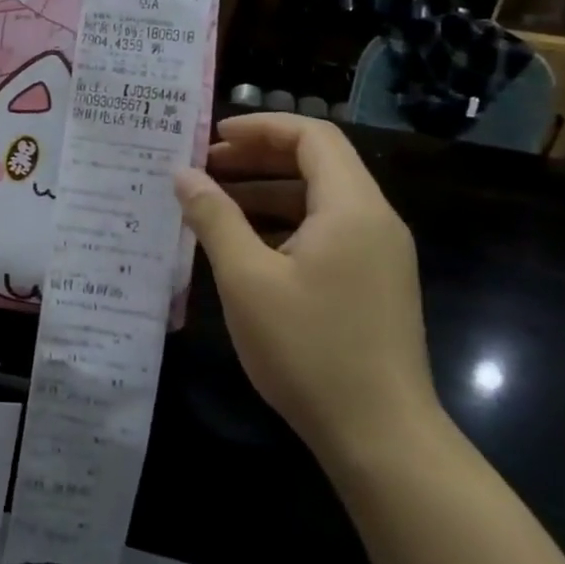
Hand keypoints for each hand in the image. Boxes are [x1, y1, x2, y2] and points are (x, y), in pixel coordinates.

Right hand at [174, 113, 438, 468]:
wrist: (381, 436)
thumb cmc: (309, 348)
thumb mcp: (246, 279)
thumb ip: (214, 218)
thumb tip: (183, 174)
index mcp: (352, 209)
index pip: (312, 137)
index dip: (261, 127)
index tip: (211, 137)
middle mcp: (373, 222)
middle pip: (316, 163)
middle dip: (256, 157)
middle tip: (201, 167)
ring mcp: (376, 255)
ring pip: (317, 200)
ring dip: (264, 192)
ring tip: (210, 202)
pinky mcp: (370, 283)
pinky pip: (323, 232)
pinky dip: (280, 224)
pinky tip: (240, 245)